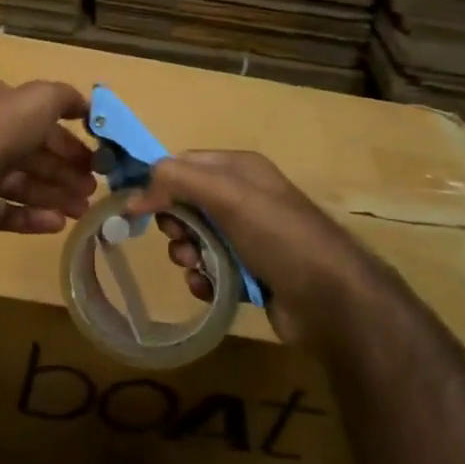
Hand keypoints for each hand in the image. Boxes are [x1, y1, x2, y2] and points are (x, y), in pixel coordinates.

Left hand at [0, 76, 94, 244]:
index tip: (92, 152)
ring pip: (19, 181)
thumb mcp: (38, 100)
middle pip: (28, 150)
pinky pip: (4, 209)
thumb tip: (86, 105)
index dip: (65, 132)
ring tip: (82, 210)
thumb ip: (63, 97)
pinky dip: (31, 216)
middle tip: (92, 186)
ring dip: (54, 194)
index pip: (32, 113)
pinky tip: (57, 224)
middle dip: (63, 168)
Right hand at [123, 150, 397, 350]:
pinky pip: (208, 268)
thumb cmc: (278, 236)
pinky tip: (210, 287)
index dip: (156, 182)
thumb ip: (177, 181)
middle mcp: (243, 198)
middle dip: (174, 224)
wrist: (330, 299)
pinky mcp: (249, 271)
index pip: (182, 164)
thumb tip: (135, 193)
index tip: (134, 207)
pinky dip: (203, 278)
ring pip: (193, 239)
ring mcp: (247, 236)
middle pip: (184, 203)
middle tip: (180, 239)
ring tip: (197, 267)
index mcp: (239, 169)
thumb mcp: (227, 195)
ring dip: (186, 254)